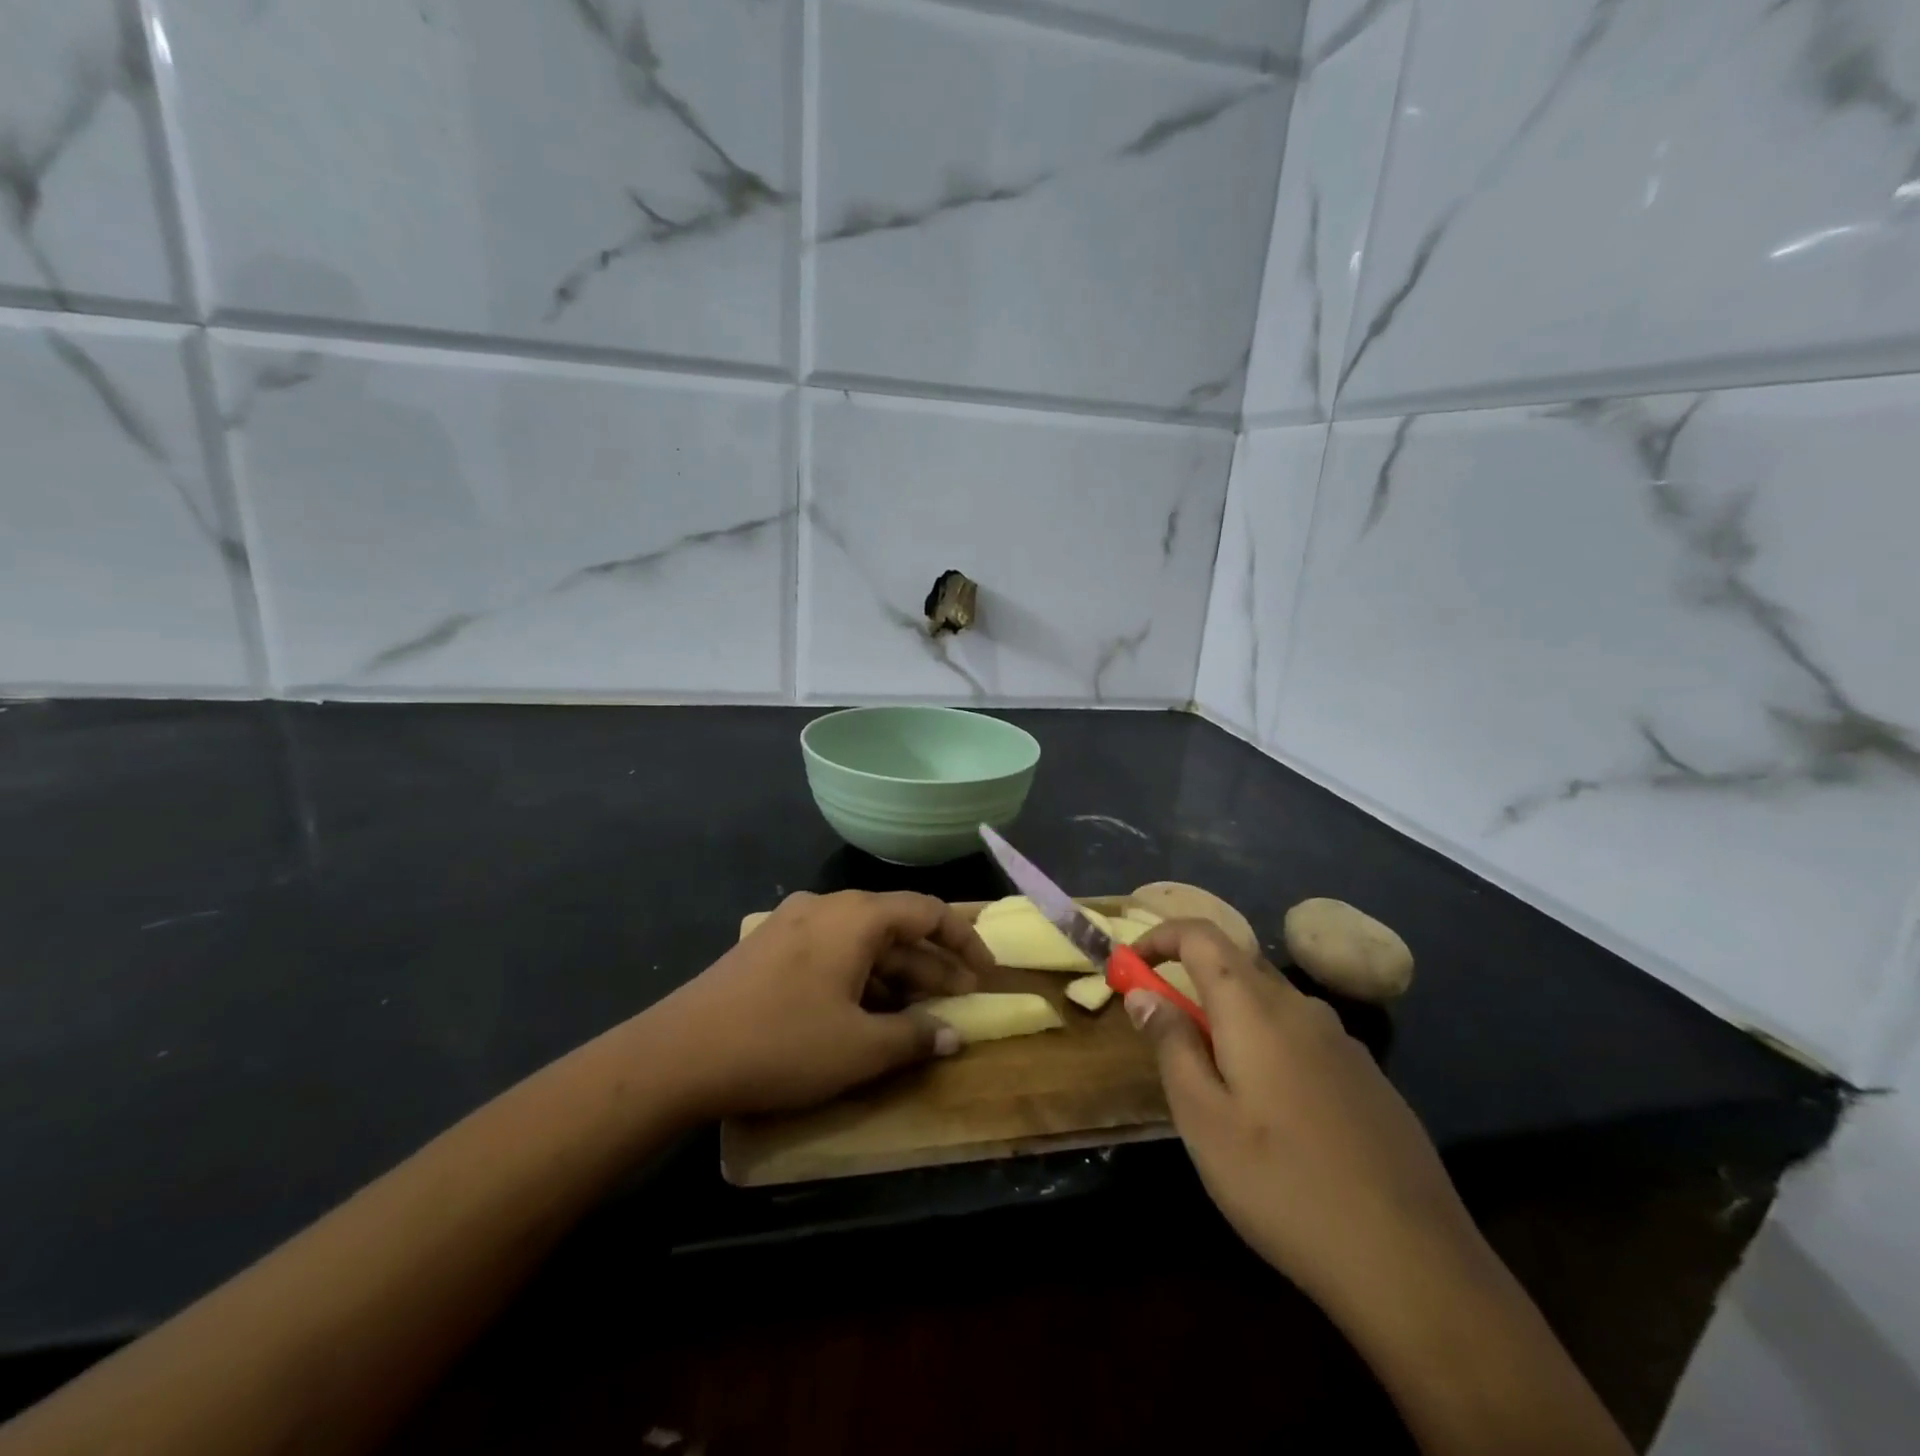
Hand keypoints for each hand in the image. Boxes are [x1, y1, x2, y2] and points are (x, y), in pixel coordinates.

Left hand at [651, 890, 991, 1119]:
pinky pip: (832, 952)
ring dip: (897, 974)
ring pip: (862, 941)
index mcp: (856, 917)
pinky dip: (861, 977)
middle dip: (932, 963)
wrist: (678, 1054)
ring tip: (921, 1011)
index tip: (986, 973)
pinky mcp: (769, 948)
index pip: (927, 912)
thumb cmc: (781, 1044)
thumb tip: (953, 1035)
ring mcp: (793, 924)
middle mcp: (827, 907)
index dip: (964, 940)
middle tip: (961, 999)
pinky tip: (867, 1012)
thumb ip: (915, 1037)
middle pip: (895, 926)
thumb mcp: (859, 1049)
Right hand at [1125, 920, 1485, 1319]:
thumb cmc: (1283, 1185)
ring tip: (1215, 1079)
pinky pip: (1302, 1035)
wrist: (1414, 1263)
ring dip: (1229, 1015)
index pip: (1201, 934)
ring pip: (1271, 1002)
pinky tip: (1274, 1110)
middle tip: (1163, 1027)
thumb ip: (1171, 1045)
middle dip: (1190, 978)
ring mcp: (1343, 1042)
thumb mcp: (1203, 1120)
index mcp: (1255, 1008)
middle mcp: (1301, 1008)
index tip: (1129, 965)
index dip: (1159, 937)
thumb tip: (1143, 993)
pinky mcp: (1369, 1078)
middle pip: (1236, 963)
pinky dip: (1268, 1043)